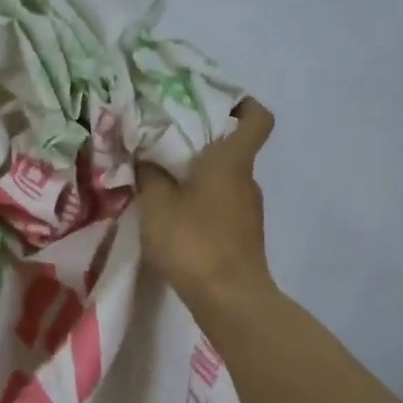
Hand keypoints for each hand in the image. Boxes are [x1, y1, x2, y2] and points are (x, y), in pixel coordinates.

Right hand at [137, 97, 276, 303]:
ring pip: (223, 180)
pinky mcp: (242, 235)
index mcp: (231, 161)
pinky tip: (172, 216)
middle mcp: (246, 180)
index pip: (256, 118)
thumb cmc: (194, 240)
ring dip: (197, 177)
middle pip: (232, 148)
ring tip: (160, 180)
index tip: (214, 103)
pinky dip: (200, 203)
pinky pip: (220, 205)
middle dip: (201, 142)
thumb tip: (146, 157)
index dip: (242, 104)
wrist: (229, 299)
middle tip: (164, 142)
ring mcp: (248, 210)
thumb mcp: (157, 203)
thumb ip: (149, 174)